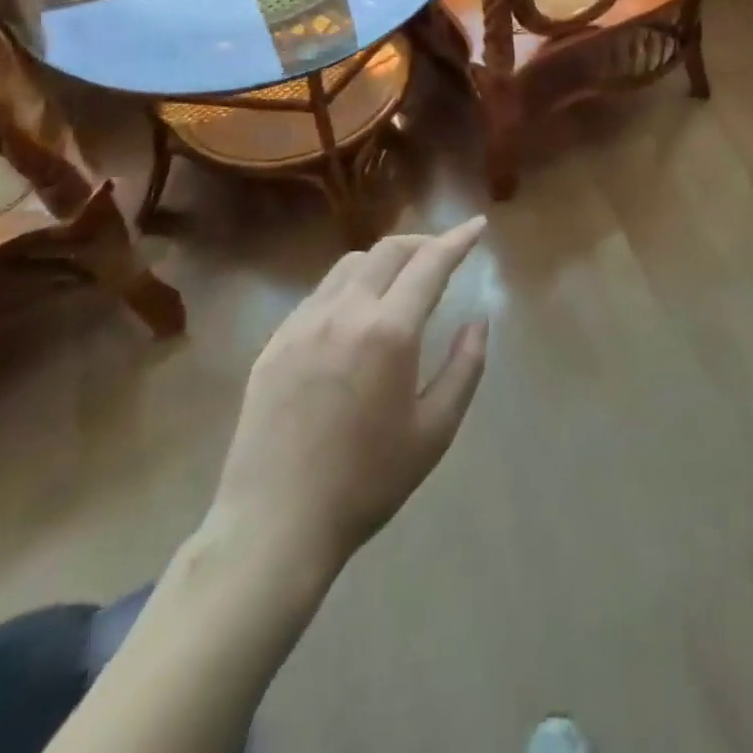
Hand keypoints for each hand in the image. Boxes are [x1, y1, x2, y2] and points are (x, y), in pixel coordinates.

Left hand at [203, 218, 490, 577]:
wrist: (274, 526)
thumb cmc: (366, 482)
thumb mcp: (434, 431)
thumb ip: (465, 367)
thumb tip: (478, 322)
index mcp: (388, 332)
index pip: (430, 263)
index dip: (458, 239)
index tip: (478, 225)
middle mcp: (344, 314)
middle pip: (388, 250)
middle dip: (423, 242)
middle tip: (444, 254)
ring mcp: (302, 325)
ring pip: (350, 265)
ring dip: (384, 260)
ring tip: (401, 281)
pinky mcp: (274, 343)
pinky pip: (319, 294)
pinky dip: (350, 286)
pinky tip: (356, 316)